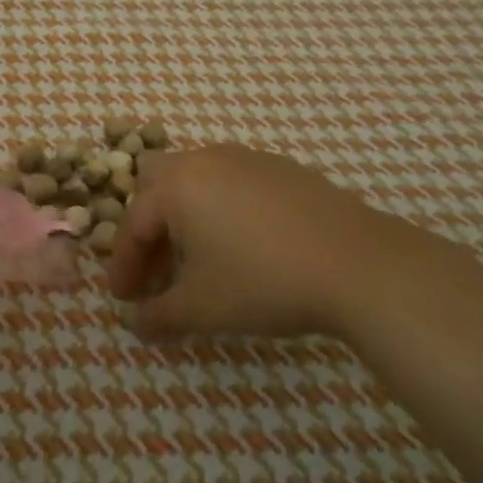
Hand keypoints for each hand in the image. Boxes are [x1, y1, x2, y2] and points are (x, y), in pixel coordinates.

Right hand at [110, 145, 477, 343]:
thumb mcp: (202, 309)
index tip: (124, 300)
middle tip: (158, 270)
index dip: (124, 265)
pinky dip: (221, 207)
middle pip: (158, 185)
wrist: (358, 264)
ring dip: (185, 215)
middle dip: (150, 228)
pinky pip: (234, 181)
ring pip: (197, 178)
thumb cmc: (263, 283)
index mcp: (176, 186)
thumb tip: (136, 324)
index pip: (133, 224)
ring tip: (199, 257)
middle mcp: (205, 160)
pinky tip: (243, 243)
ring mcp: (247, 158)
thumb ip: (159, 316)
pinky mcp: (283, 168)